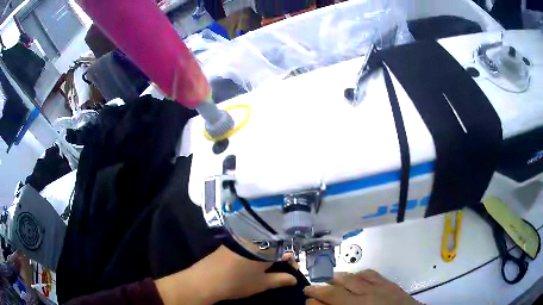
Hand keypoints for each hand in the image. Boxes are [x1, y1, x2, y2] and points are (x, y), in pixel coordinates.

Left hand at [156, 246, 296, 304]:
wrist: (206, 280)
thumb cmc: (238, 282)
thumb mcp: (263, 284)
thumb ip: (281, 280)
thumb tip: (294, 278)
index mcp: (266, 248)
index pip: (286, 251)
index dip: (291, 263)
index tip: (292, 272)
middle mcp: (254, 240)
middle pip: (273, 247)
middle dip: (279, 260)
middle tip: (280, 274)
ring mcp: (241, 240)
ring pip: (261, 246)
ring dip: (267, 257)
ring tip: (267, 272)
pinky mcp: (230, 244)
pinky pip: (249, 246)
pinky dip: (255, 255)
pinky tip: (252, 266)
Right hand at [304, 270, 419, 304]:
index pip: (329, 301)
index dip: (313, 300)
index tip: (306, 300)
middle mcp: (364, 298)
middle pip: (336, 288)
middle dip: (319, 288)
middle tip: (310, 289)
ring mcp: (378, 288)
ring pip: (351, 277)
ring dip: (337, 278)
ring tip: (329, 280)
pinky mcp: (389, 283)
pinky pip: (370, 273)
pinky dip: (358, 274)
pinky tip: (355, 276)